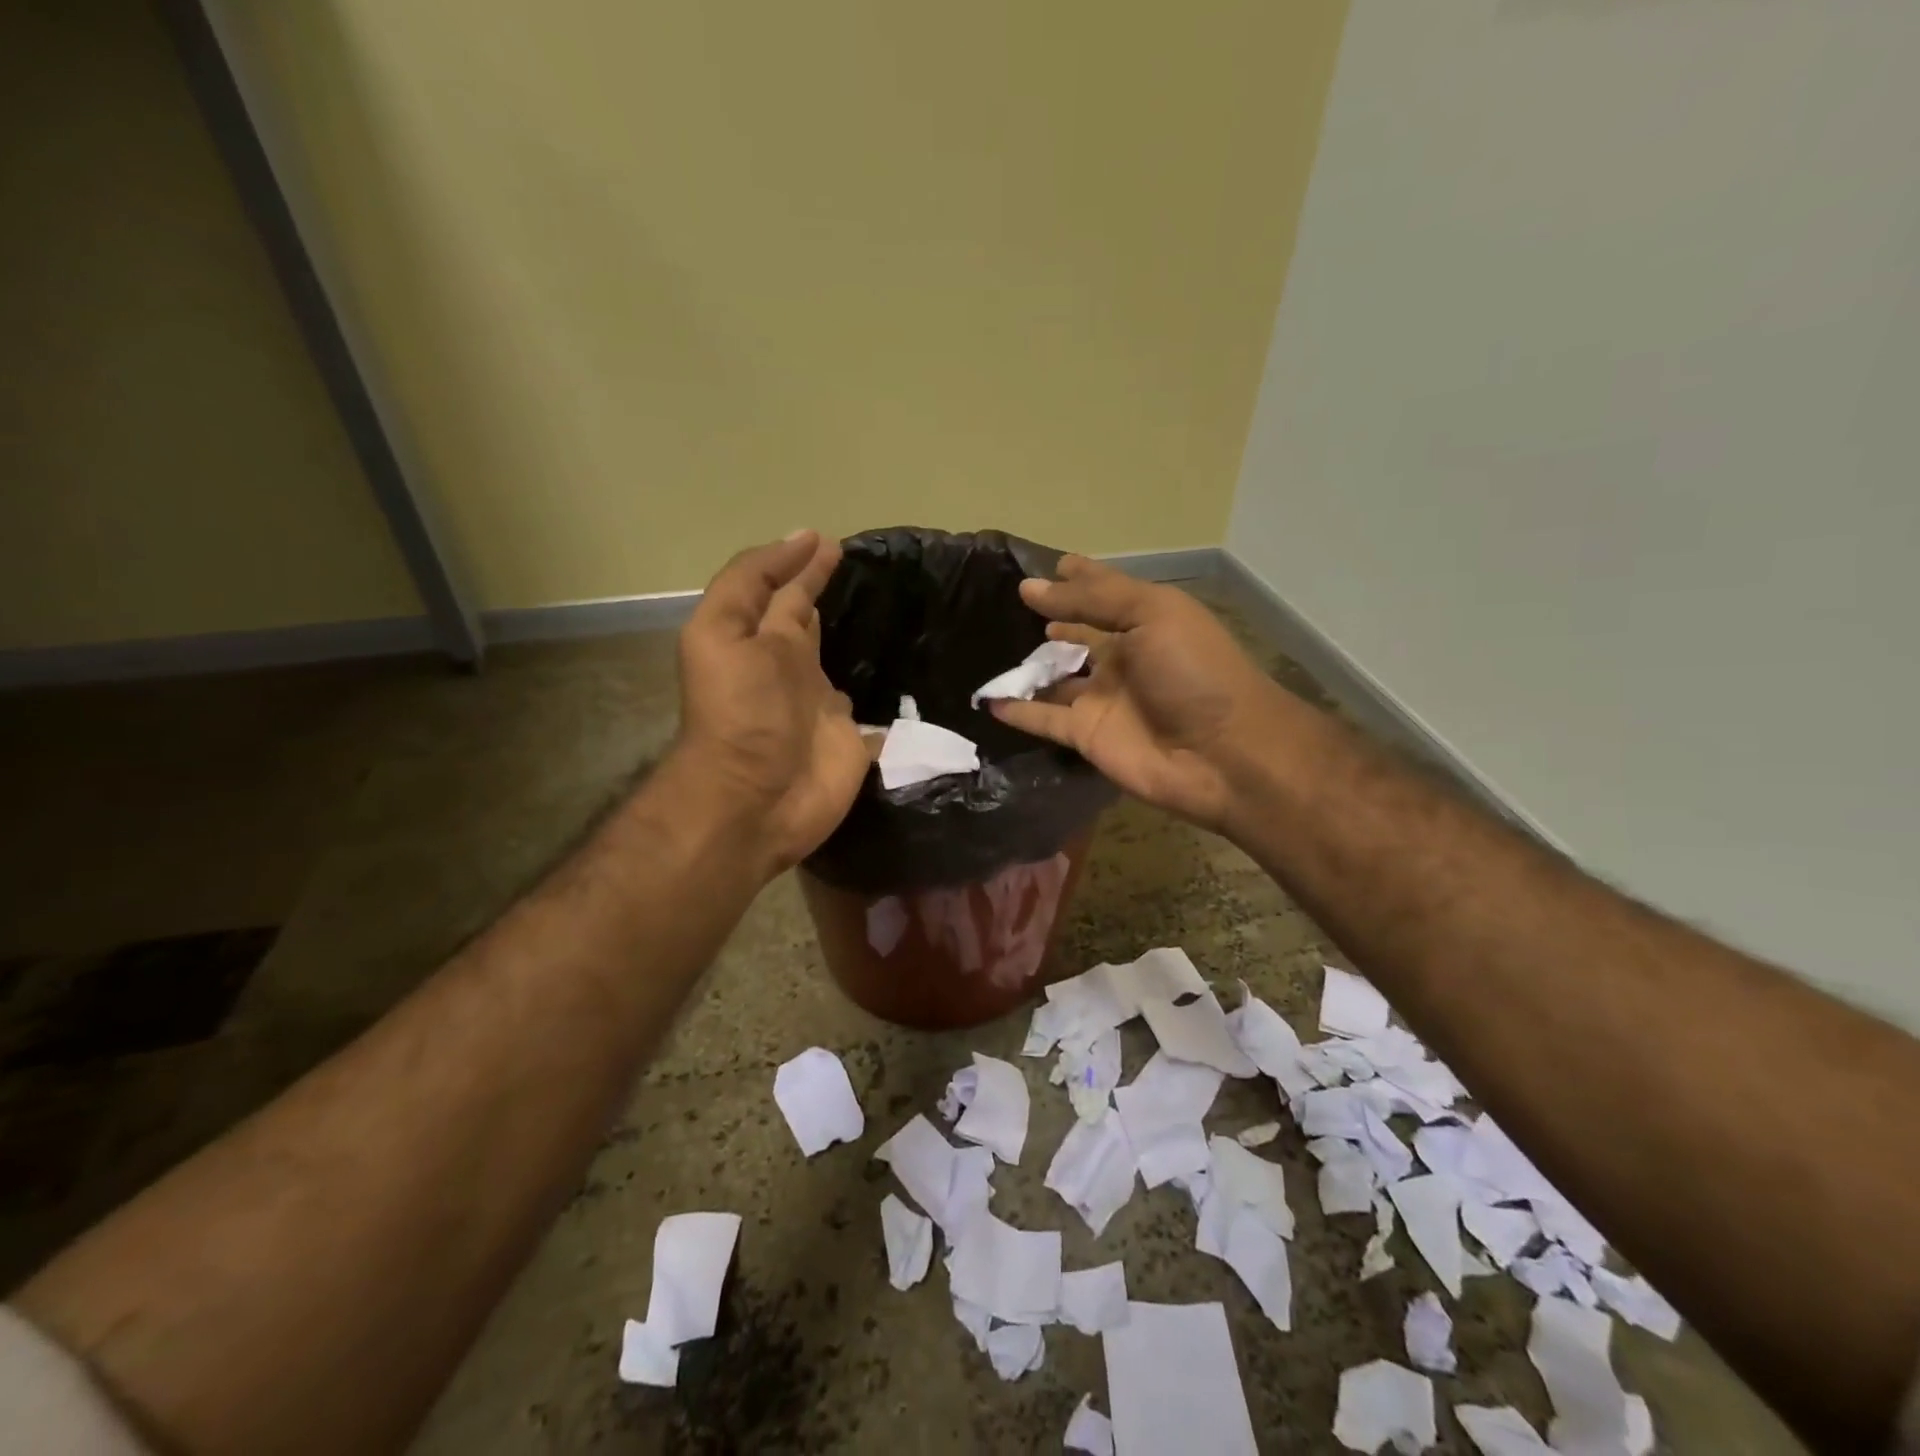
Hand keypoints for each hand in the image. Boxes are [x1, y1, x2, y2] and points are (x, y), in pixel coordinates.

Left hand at [673, 531, 868, 872]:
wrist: (758, 799)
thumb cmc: (740, 712)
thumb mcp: (723, 632)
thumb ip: (755, 585)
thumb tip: (805, 539)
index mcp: (762, 640)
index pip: (784, 591)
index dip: (803, 564)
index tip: (837, 542)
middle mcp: (793, 668)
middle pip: (812, 622)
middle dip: (831, 594)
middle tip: (875, 569)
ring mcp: (825, 706)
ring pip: (847, 661)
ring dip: (864, 639)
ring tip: (902, 610)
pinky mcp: (856, 740)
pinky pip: (879, 709)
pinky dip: (893, 695)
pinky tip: (920, 676)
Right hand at [988, 555, 1288, 834]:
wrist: (1223, 753)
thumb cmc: (1194, 671)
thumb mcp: (1152, 613)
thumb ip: (1093, 598)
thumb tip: (1031, 587)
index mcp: (1144, 622)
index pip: (1101, 594)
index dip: (1076, 580)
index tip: (1040, 569)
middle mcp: (1121, 659)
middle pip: (1075, 637)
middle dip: (1047, 624)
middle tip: (1002, 609)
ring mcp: (1102, 700)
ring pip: (1053, 680)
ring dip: (1025, 669)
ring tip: (983, 649)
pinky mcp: (1087, 737)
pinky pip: (1043, 720)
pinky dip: (1018, 711)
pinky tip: (988, 699)